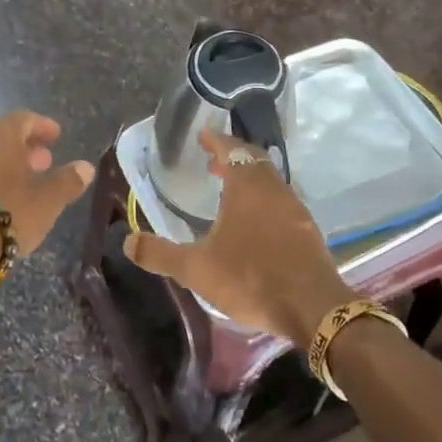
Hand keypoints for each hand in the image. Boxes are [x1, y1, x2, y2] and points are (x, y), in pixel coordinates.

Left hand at [0, 110, 95, 299]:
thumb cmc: (9, 213)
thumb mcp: (48, 200)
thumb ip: (68, 181)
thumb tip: (85, 167)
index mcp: (0, 136)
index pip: (23, 119)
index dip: (42, 126)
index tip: (56, 136)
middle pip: (2, 138)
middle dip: (26, 148)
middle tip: (45, 162)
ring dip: (7, 167)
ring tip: (27, 184)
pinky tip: (3, 201)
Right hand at [123, 129, 354, 347]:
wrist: (313, 308)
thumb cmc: (251, 278)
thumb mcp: (196, 269)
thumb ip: (160, 254)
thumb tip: (127, 241)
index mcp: (246, 187)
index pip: (231, 149)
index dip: (216, 140)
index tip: (203, 134)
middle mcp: (273, 189)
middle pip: (254, 160)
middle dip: (233, 156)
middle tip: (213, 161)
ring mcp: (295, 210)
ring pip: (270, 181)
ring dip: (250, 178)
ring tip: (230, 190)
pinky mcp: (308, 231)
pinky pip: (282, 202)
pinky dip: (264, 199)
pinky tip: (255, 223)